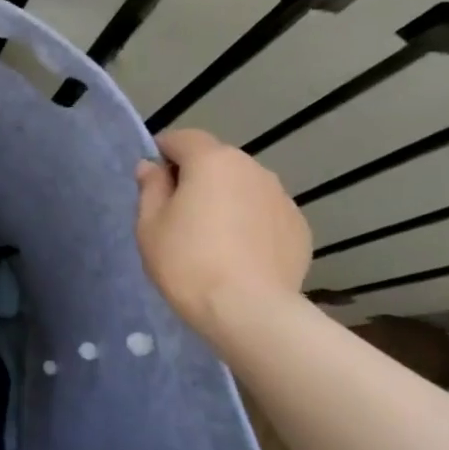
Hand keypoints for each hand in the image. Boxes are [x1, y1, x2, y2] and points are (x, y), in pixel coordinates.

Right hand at [135, 128, 311, 342]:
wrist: (248, 310)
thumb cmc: (187, 262)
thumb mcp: (149, 225)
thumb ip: (150, 188)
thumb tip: (151, 167)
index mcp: (212, 161)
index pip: (182, 138)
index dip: (163, 153)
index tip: (151, 181)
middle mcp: (253, 168)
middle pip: (216, 161)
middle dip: (196, 178)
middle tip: (177, 214)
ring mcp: (281, 197)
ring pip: (243, 188)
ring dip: (225, 200)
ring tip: (210, 238)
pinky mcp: (299, 227)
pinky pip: (264, 214)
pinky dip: (249, 224)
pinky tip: (238, 255)